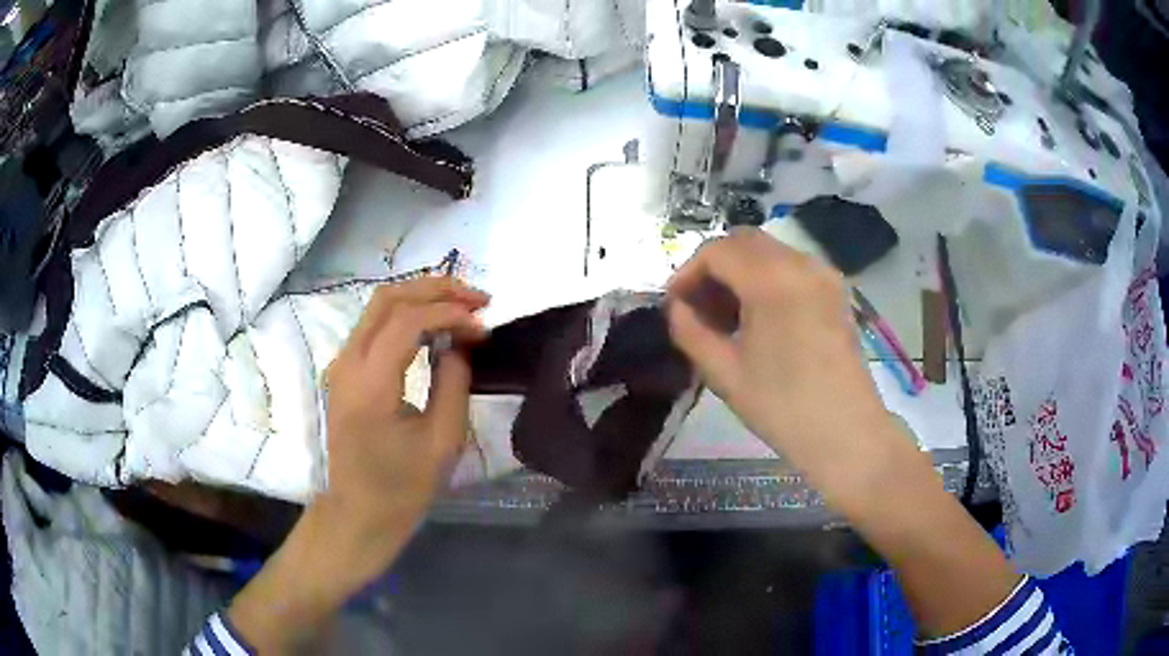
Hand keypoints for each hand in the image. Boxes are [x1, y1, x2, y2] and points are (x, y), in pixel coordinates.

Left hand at [316, 277, 488, 567]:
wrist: (357, 512)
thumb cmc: (402, 487)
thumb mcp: (442, 441)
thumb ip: (453, 382)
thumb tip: (460, 342)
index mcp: (370, 384)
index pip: (408, 321)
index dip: (450, 313)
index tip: (484, 325)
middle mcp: (347, 362)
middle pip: (388, 298)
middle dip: (436, 288)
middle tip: (477, 298)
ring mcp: (341, 363)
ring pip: (379, 305)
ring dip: (421, 297)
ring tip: (462, 306)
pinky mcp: (344, 370)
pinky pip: (374, 325)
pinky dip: (407, 314)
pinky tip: (435, 324)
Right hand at [666, 228, 895, 493]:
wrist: (846, 434)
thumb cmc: (782, 407)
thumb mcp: (724, 373)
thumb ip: (691, 331)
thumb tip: (676, 307)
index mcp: (771, 280)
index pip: (717, 251)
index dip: (687, 272)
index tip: (674, 303)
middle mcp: (800, 263)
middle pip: (744, 241)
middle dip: (714, 266)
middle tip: (698, 306)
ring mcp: (823, 274)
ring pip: (769, 251)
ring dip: (741, 270)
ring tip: (727, 315)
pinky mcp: (836, 290)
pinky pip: (792, 266)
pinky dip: (767, 277)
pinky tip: (760, 316)